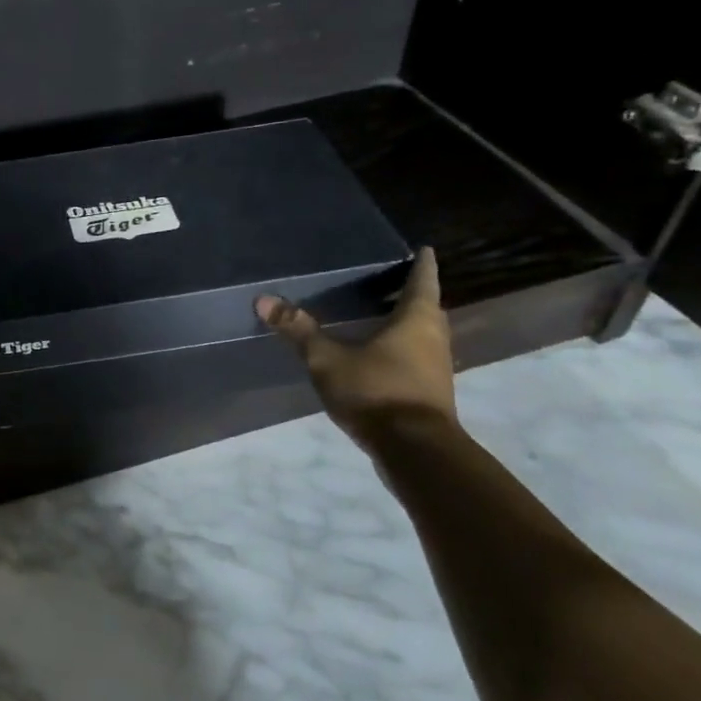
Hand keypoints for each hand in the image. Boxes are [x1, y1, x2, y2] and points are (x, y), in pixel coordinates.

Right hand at [256, 247, 456, 450]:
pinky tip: (380, 356)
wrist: (415, 451)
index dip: (422, 263)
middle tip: (392, 280)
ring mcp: (436, 369)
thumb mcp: (327, 359)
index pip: (423, 280)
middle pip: (427, 308)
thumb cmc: (376, 392)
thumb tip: (263, 299)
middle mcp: (434, 338)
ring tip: (381, 315)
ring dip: (409, 324)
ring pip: (425, 335)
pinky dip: (404, 351)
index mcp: (417, 319)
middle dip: (413, 294)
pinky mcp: (430, 394)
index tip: (423, 249)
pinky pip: (418, 360)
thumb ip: (298, 330)